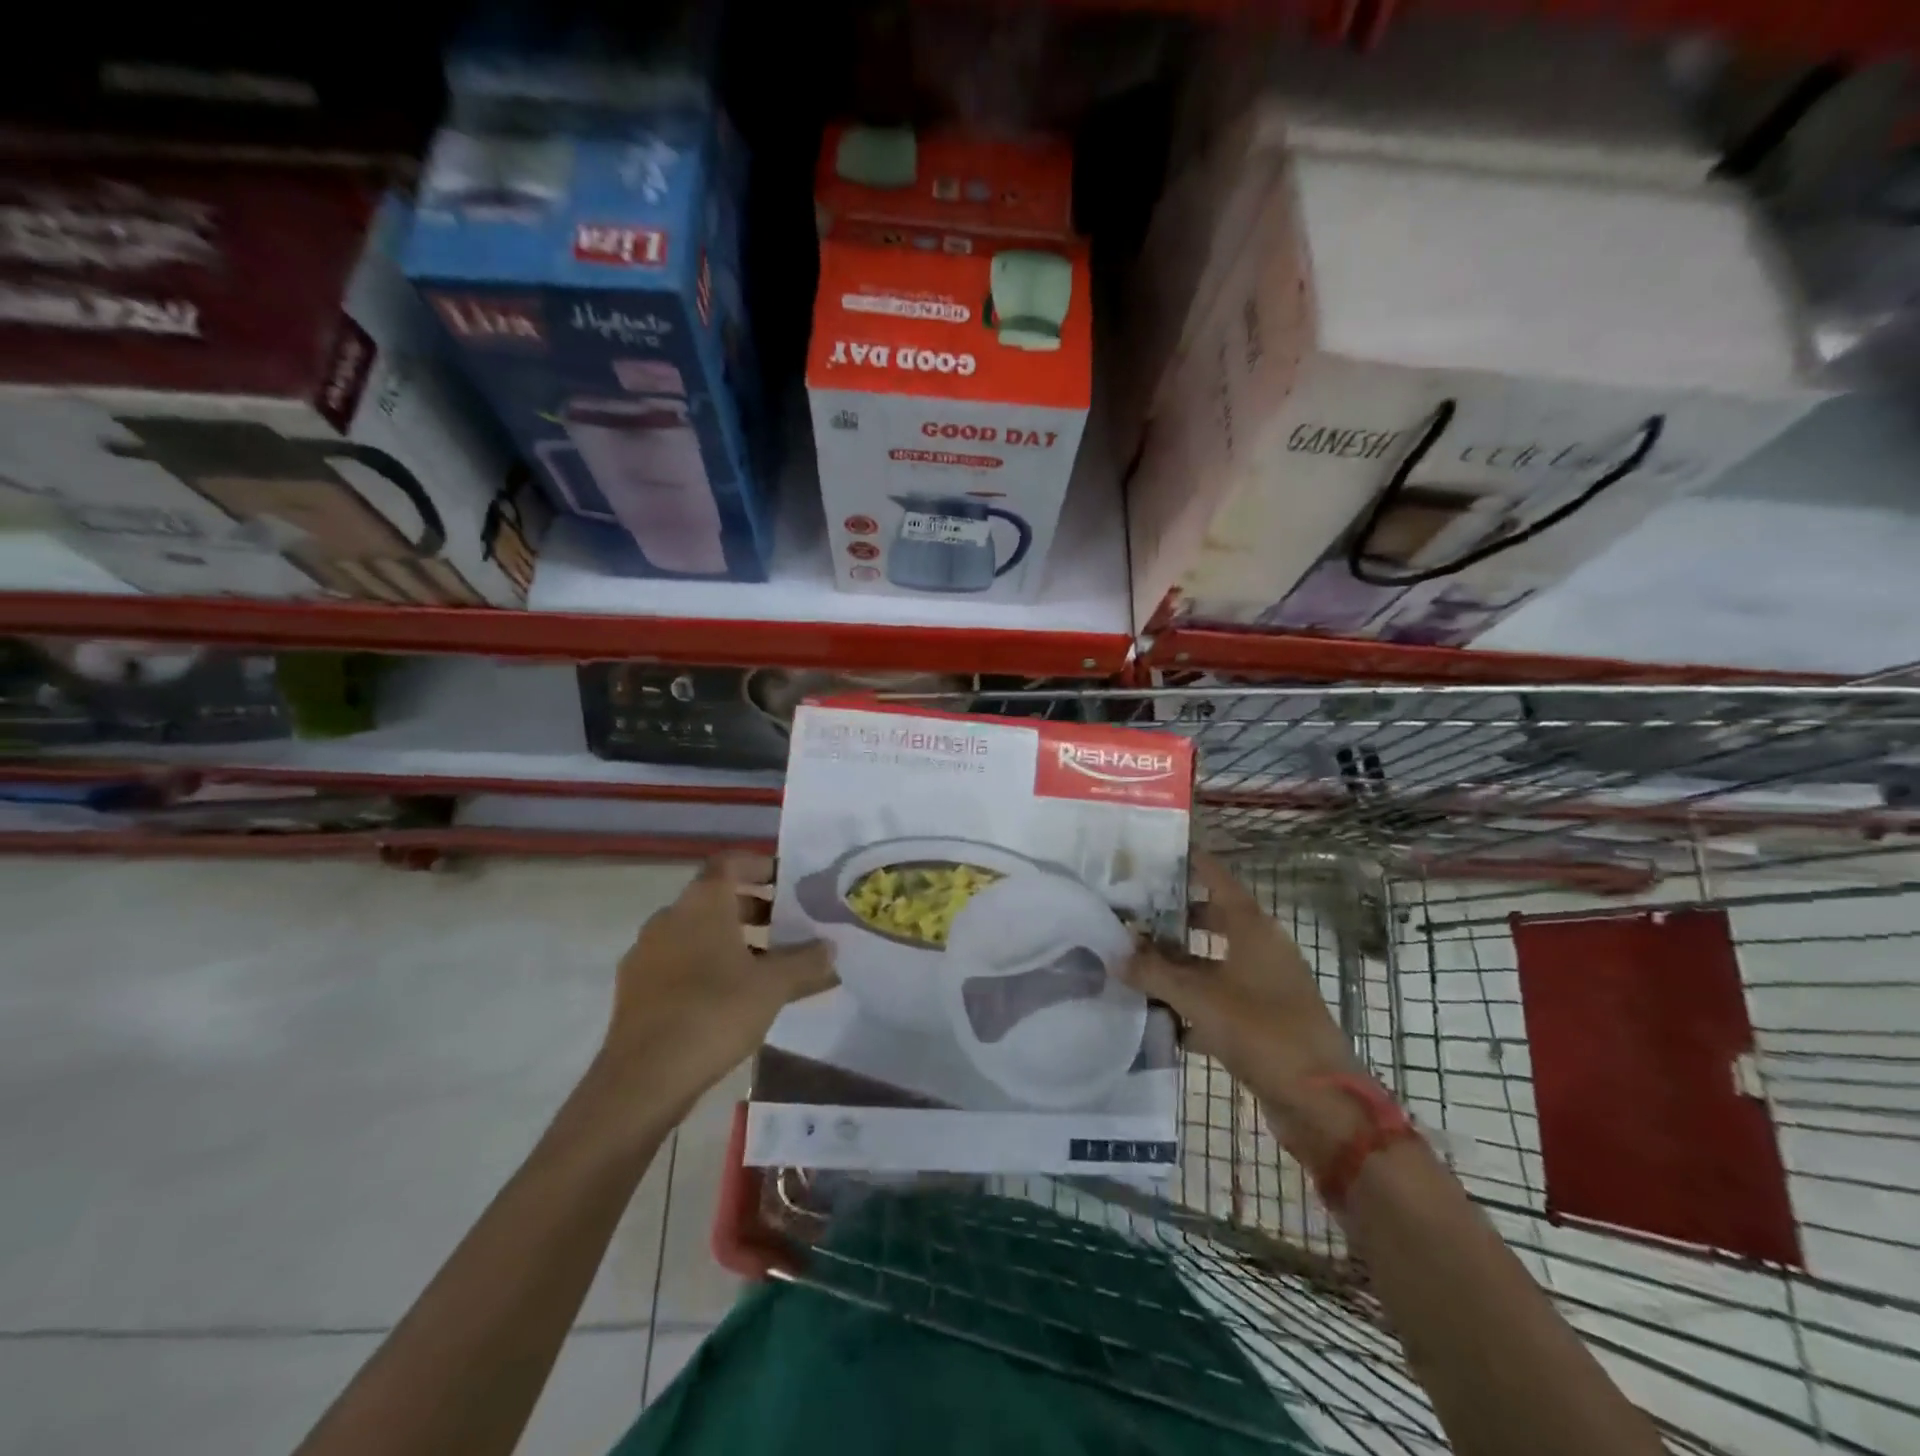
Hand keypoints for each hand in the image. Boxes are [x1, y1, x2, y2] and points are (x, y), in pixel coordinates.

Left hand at [596, 856, 836, 1118]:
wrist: (643, 1079)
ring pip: (697, 933)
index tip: (788, 881)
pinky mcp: (636, 989)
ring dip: (732, 940)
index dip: (760, 865)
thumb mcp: (774, 986)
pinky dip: (708, 967)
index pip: (730, 862)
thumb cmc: (714, 1013)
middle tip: (788, 926)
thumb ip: (806, 961)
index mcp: (701, 903)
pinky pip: (680, 963)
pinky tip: (732, 998)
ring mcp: (647, 953)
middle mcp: (669, 917)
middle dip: (754, 908)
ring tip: (767, 967)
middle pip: (715, 898)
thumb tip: (830, 948)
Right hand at [1121, 851, 1369, 1161]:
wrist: (1321, 1102)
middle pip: (1214, 921)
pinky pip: (1218, 1002)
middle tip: (1134, 912)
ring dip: (1178, 966)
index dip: (1193, 864)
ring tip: (1134, 964)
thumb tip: (1115, 955)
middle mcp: (1261, 950)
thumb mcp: (1200, 998)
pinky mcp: (1263, 1023)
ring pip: (1213, 965)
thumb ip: (1155, 974)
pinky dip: (1191, 1005)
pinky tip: (1158, 1018)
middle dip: (1175, 919)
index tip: (1161, 851)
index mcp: (1254, 930)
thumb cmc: (1262, 1031)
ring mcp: (1265, 988)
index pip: (1219, 881)